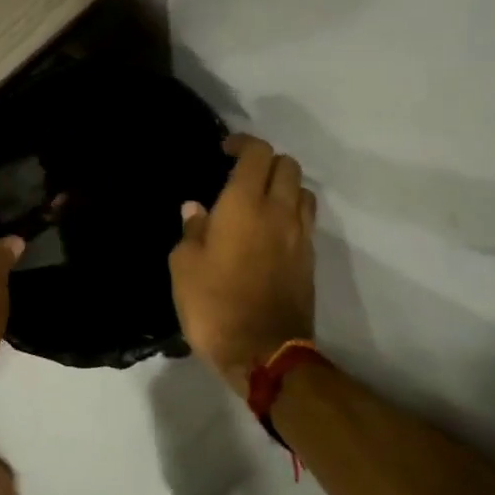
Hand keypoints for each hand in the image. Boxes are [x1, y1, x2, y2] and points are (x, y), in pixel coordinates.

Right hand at [169, 134, 316, 395]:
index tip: (224, 151)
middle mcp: (279, 211)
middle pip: (287, 165)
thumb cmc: (213, 304)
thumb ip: (192, 231)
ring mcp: (300, 236)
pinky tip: (270, 231)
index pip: (257, 154)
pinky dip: (291, 213)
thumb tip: (196, 209)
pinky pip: (305, 220)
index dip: (242, 144)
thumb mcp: (184, 266)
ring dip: (284, 186)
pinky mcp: (310, 259)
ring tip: (260, 201)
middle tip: (241, 176)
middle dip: (265, 162)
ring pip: (303, 191)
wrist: (262, 351)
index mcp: (244, 205)